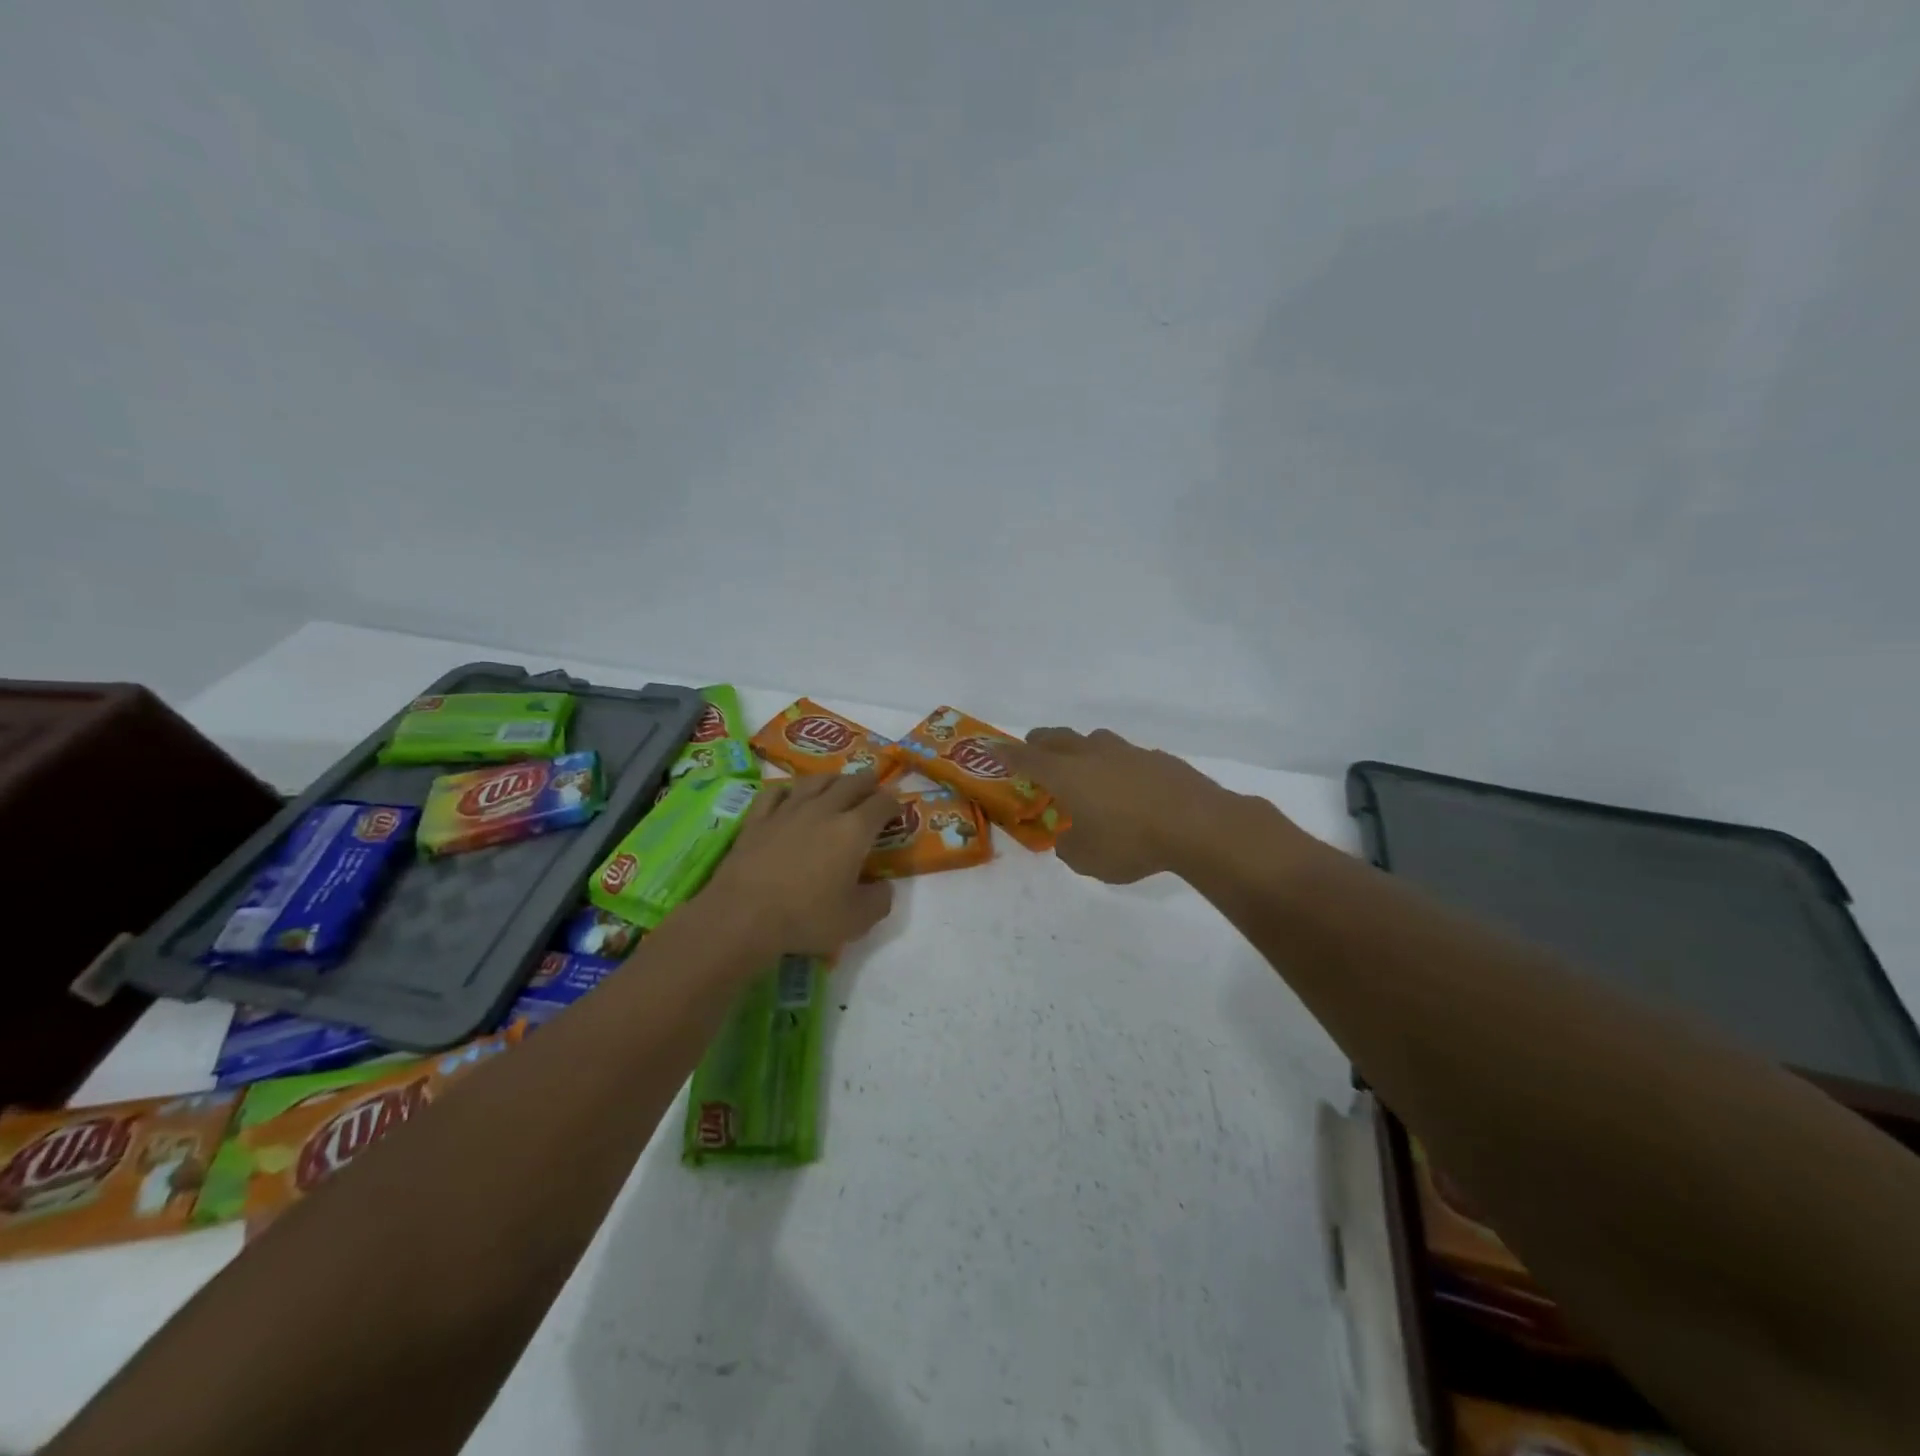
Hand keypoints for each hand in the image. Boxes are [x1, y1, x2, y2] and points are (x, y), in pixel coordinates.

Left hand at [698, 772, 899, 954]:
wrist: (742, 916)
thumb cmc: (805, 918)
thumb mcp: (856, 921)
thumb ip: (879, 901)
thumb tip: (883, 887)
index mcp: (853, 831)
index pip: (881, 804)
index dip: (893, 804)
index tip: (896, 809)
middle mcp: (824, 810)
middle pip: (850, 783)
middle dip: (866, 782)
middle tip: (872, 783)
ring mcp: (787, 810)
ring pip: (814, 781)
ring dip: (832, 778)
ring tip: (837, 781)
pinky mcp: (757, 819)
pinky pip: (775, 792)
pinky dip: (788, 789)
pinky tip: (789, 794)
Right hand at [998, 726, 1250, 883]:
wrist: (1197, 824)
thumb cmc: (1130, 842)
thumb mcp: (1087, 859)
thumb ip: (1069, 847)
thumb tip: (1068, 838)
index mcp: (1067, 774)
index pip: (1027, 758)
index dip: (1007, 755)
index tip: (992, 749)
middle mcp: (1093, 754)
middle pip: (1058, 738)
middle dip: (1040, 742)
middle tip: (1032, 749)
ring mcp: (1127, 752)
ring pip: (1094, 740)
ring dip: (1080, 748)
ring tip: (1081, 765)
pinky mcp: (1157, 759)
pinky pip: (1125, 755)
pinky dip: (1115, 765)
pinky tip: (1125, 785)